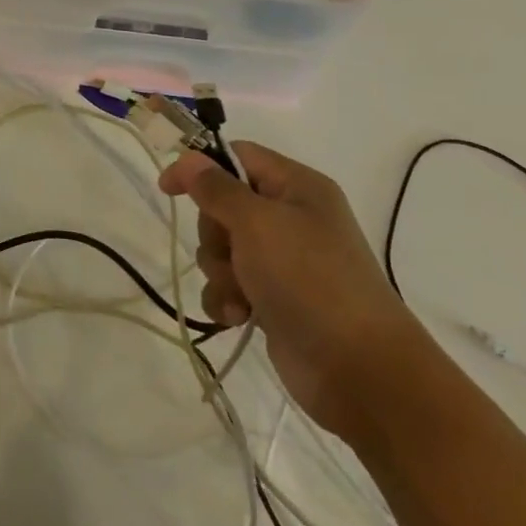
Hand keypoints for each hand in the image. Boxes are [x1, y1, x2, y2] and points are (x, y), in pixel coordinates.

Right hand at [159, 141, 430, 439]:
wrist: (358, 368)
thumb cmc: (309, 279)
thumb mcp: (257, 223)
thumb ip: (217, 189)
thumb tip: (190, 159)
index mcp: (297, 187)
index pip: (238, 156)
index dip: (199, 167)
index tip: (167, 188)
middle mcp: (291, 218)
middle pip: (224, 206)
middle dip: (213, 234)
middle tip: (231, 253)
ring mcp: (283, 262)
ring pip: (222, 250)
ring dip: (219, 272)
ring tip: (242, 294)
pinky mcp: (274, 299)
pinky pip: (230, 286)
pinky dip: (227, 300)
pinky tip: (239, 317)